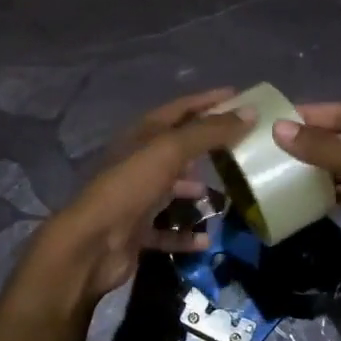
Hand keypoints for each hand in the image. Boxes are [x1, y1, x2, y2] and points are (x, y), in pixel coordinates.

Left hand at [18, 89, 249, 310]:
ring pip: (173, 188)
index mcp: (142, 136)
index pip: (180, 109)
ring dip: (197, 190)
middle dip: (207, 147)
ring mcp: (136, 197)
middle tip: (241, 148)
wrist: (91, 243)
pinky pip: (167, 231)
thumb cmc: (130, 186)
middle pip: (178, 148)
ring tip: (228, 195)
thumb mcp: (170, 151)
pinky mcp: (136, 230)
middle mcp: (138, 162)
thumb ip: (209, 132)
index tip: (239, 97)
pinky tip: (208, 237)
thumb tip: (249, 112)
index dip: (208, 101)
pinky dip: (186, 233)